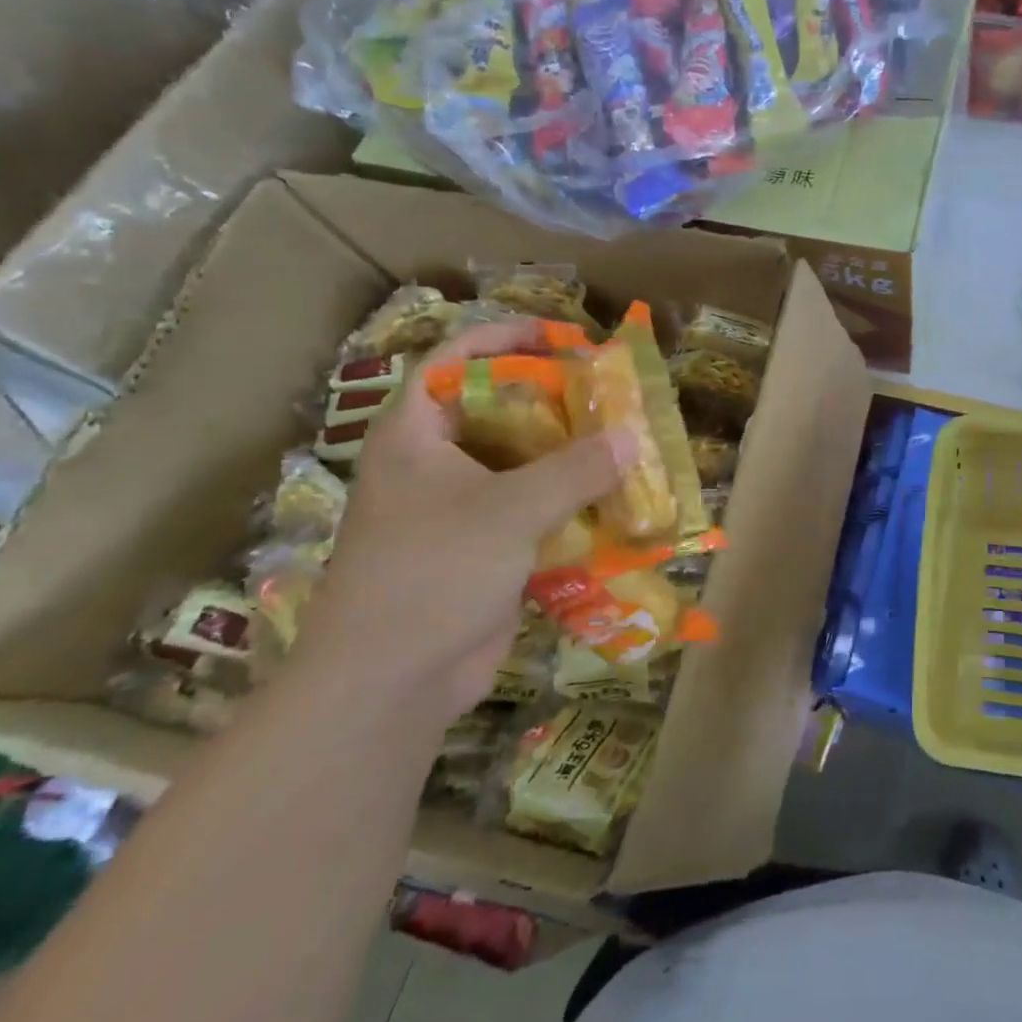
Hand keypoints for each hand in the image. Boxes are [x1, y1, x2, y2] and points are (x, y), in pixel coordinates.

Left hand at [293, 319, 631, 724]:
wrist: (389, 684)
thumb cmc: (432, 574)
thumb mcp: (509, 511)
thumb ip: (576, 469)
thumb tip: (633, 436)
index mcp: (416, 436)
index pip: (455, 361)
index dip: (504, 337)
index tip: (562, 337)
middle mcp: (435, 464)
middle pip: (498, 410)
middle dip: (554, 399)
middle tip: (609, 392)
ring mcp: (459, 510)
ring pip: (522, 463)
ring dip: (570, 455)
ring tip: (624, 441)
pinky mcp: (484, 549)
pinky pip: (534, 509)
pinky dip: (571, 502)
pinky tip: (615, 501)